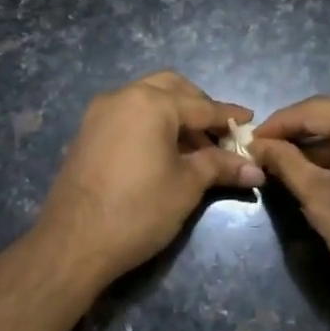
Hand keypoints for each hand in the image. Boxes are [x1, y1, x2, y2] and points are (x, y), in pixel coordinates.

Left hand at [34, 72, 263, 283]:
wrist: (74, 242)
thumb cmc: (138, 210)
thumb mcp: (187, 186)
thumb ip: (220, 166)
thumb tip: (255, 168)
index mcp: (150, 103)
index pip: (201, 106)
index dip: (228, 116)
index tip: (251, 121)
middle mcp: (123, 96)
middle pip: (171, 88)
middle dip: (198, 106)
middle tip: (218, 134)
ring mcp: (99, 113)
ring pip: (146, 99)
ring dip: (174, 114)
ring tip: (195, 148)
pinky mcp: (87, 132)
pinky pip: (127, 115)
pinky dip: (150, 123)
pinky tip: (164, 152)